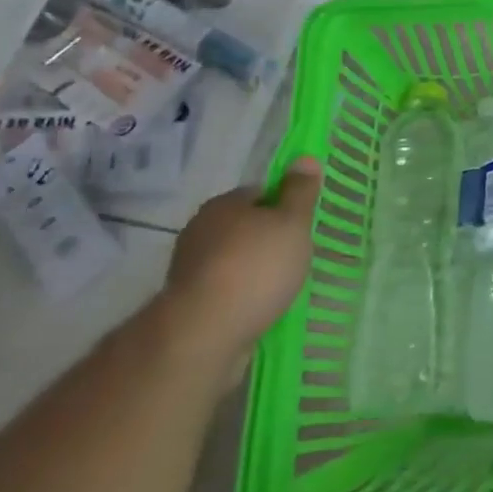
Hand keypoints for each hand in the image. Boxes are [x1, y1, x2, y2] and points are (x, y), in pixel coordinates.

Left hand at [158, 157, 320, 376]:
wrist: (203, 334)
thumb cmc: (255, 267)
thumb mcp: (292, 223)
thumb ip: (300, 192)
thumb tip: (305, 157)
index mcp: (224, 204)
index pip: (260, 193)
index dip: (284, 206)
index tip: (301, 226)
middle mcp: (200, 230)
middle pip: (244, 226)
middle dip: (266, 239)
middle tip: (295, 256)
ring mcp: (189, 269)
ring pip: (232, 259)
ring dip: (252, 270)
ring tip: (280, 287)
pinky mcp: (186, 304)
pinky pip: (223, 290)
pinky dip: (240, 295)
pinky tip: (259, 308)